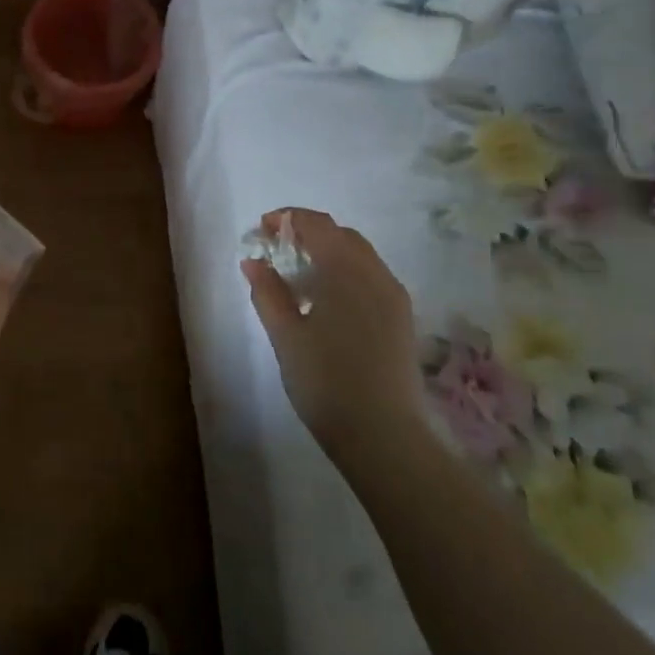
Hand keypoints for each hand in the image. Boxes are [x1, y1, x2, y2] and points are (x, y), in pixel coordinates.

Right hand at [241, 209, 423, 462]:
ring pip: (359, 256)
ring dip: (328, 253)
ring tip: (298, 277)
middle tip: (276, 251)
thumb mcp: (285, 335)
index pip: (317, 224)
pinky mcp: (401, 319)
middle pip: (341, 235)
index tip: (262, 229)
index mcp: (345, 270)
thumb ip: (267, 292)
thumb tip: (253, 261)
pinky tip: (325, 302)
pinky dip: (345, 274)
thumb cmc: (326, 381)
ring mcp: (393, 297)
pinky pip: (370, 278)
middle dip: (308, 234)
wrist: (384, 436)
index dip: (287, 219)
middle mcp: (375, 274)